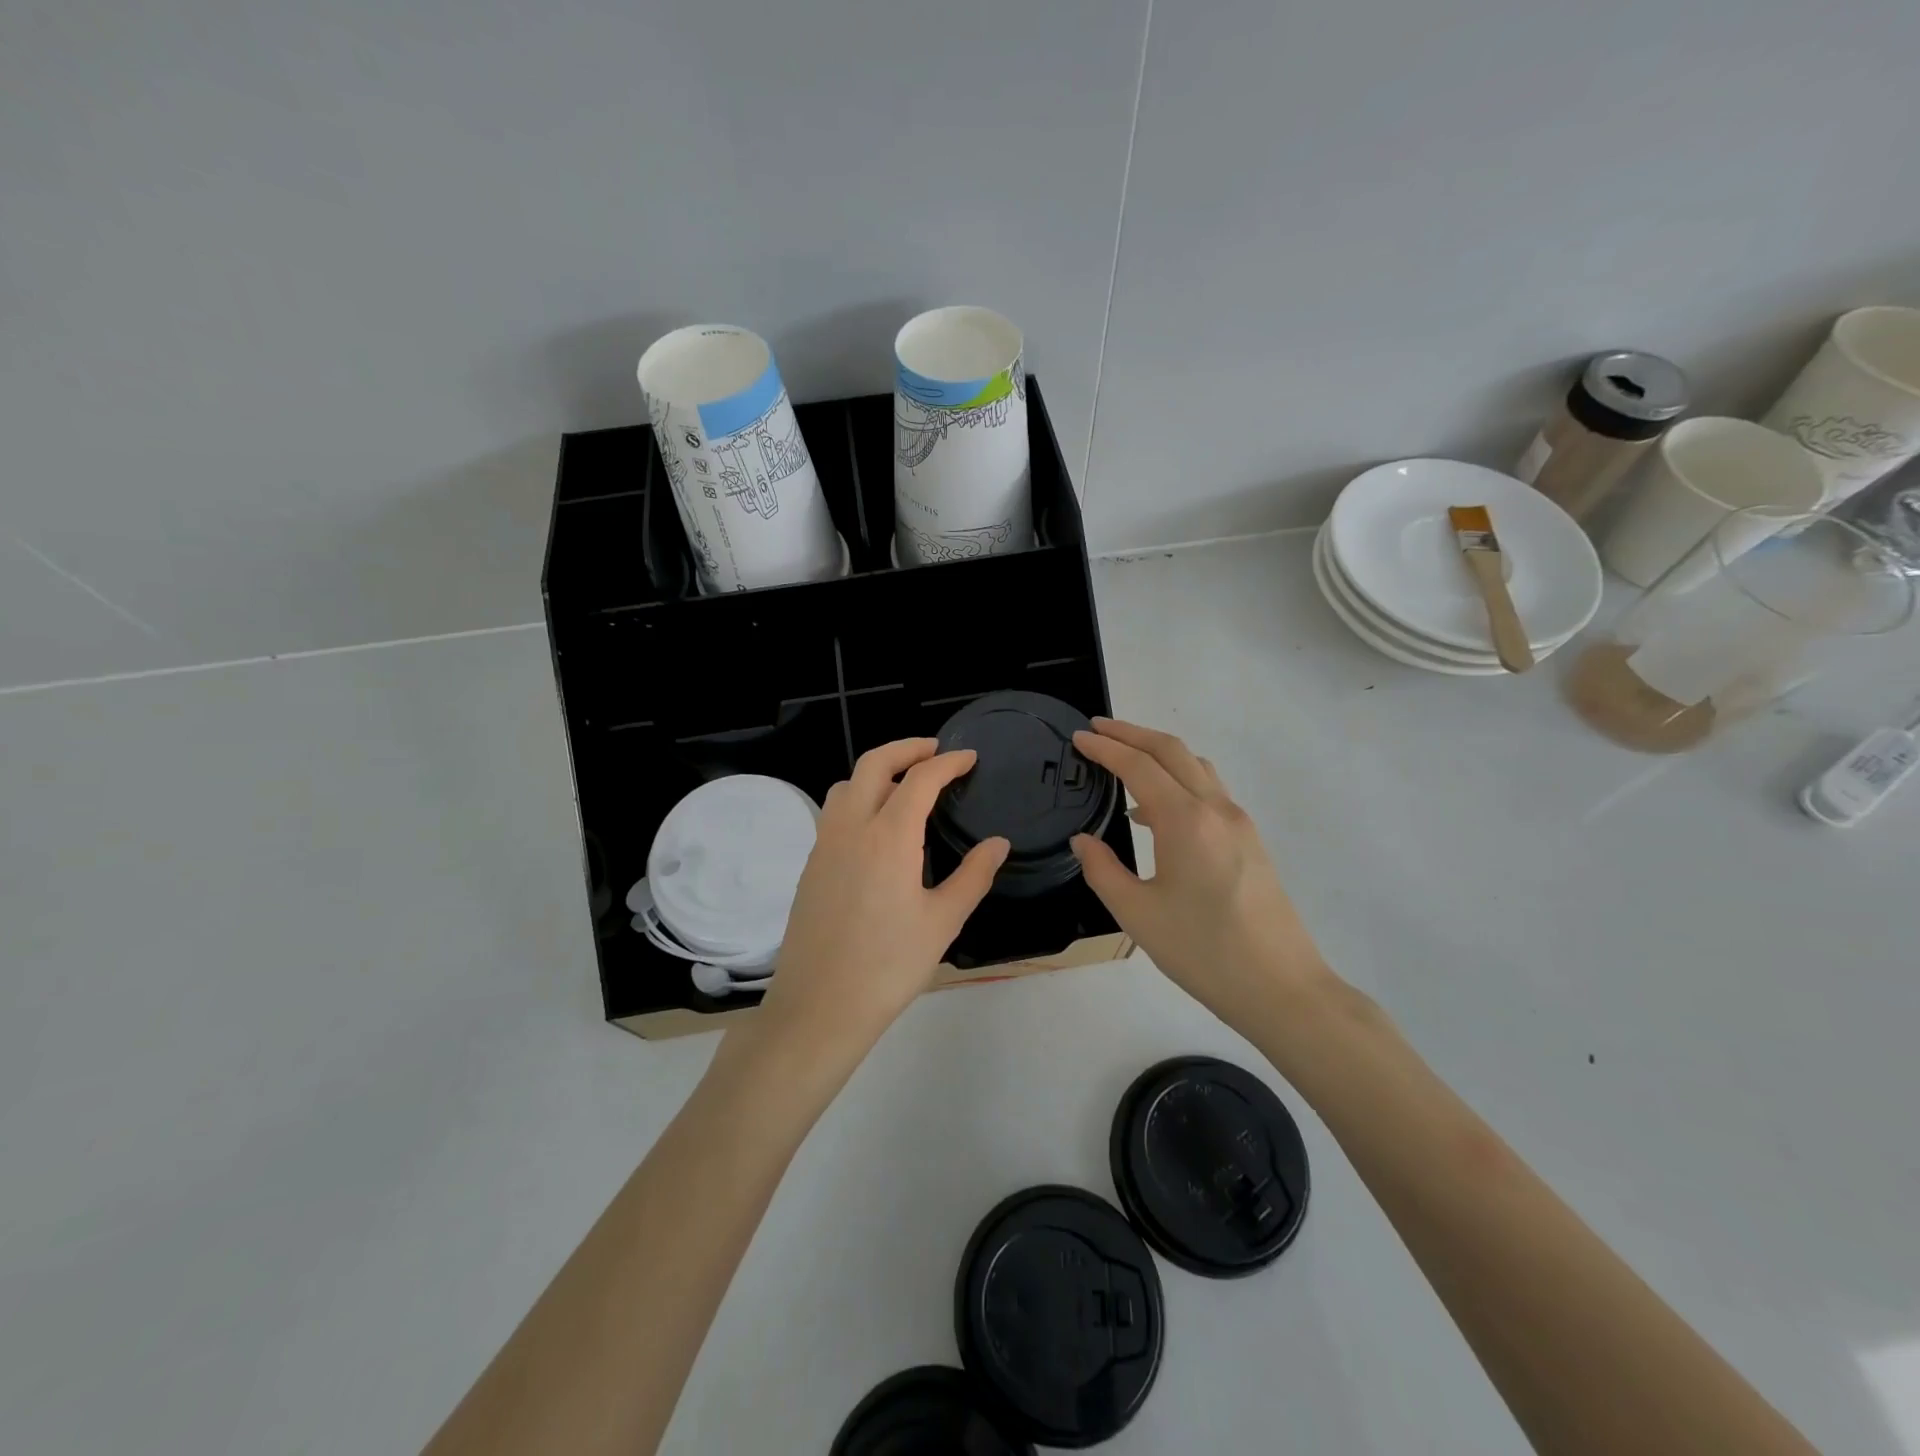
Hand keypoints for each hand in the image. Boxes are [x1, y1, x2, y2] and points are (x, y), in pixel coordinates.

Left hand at [756, 738, 1009, 1061]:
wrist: (819, 1007)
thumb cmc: (889, 966)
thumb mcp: (943, 922)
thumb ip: (973, 876)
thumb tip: (998, 843)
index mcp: (888, 836)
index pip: (920, 779)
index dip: (948, 762)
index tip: (969, 757)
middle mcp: (851, 827)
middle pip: (874, 764)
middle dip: (907, 748)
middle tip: (936, 752)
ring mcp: (824, 844)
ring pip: (848, 784)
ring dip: (878, 772)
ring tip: (906, 786)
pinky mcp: (811, 865)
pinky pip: (835, 812)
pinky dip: (859, 798)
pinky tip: (877, 828)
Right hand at [1069, 718, 1332, 1036]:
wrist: (1282, 987)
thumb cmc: (1203, 951)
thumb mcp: (1137, 914)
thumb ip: (1103, 870)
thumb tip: (1083, 840)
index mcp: (1185, 821)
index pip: (1139, 766)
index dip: (1106, 747)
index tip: (1078, 737)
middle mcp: (1216, 809)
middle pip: (1172, 750)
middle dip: (1132, 733)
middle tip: (1097, 730)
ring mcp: (1239, 823)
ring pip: (1196, 766)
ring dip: (1158, 752)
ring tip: (1124, 759)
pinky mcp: (1251, 840)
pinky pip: (1209, 791)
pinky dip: (1178, 779)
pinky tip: (1156, 811)